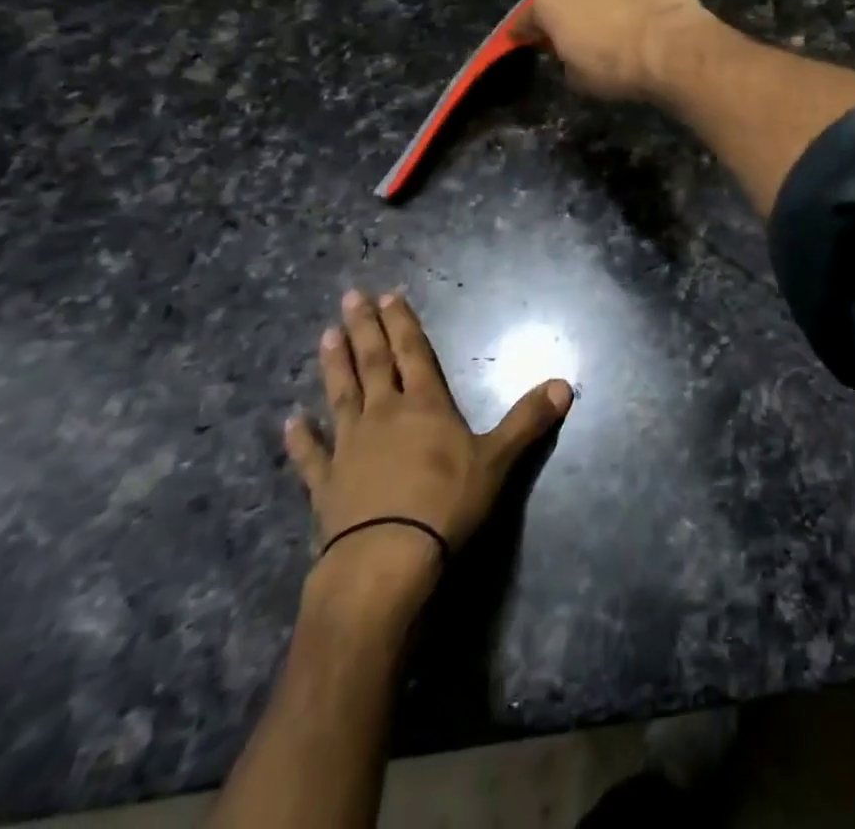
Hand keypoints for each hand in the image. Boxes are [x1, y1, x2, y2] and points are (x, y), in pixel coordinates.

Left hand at [283, 291, 571, 607]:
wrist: (386, 560)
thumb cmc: (446, 503)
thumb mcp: (498, 460)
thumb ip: (528, 421)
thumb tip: (565, 384)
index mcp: (425, 405)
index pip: (414, 353)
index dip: (403, 323)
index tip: (388, 295)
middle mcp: (383, 415)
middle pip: (373, 363)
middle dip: (364, 328)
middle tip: (349, 297)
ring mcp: (350, 448)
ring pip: (340, 396)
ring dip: (334, 366)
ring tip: (325, 336)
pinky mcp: (326, 485)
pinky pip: (310, 456)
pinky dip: (300, 440)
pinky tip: (289, 422)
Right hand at [519, 0, 713, 103]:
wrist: (672, 48)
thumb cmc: (615, 68)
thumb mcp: (577, 79)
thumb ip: (566, 61)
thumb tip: (573, 55)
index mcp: (550, 1)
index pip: (526, 19)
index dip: (525, 33)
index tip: (525, 42)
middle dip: (569, 11)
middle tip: (579, 33)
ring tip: (621, 24)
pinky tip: (650, 15)